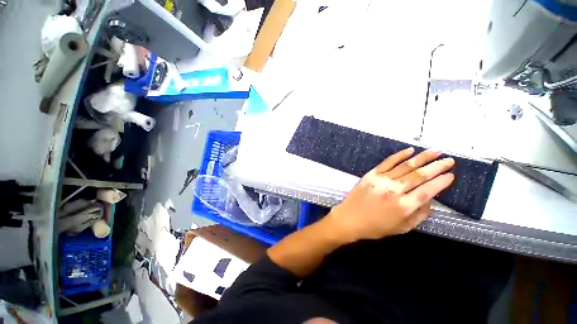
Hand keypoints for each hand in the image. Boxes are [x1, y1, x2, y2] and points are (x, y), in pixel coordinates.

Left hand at [326, 147, 454, 241]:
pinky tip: (410, 150)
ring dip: (422, 157)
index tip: (451, 175)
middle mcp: (394, 190)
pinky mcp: (371, 174)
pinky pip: (387, 162)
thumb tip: (430, 201)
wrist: (349, 218)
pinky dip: (399, 155)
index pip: (428, 191)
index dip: (441, 182)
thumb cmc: (375, 227)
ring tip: (436, 150)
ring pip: (405, 166)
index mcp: (403, 206)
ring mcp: (381, 180)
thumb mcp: (401, 228)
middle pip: (419, 175)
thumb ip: (418, 215)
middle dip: (437, 166)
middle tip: (449, 160)